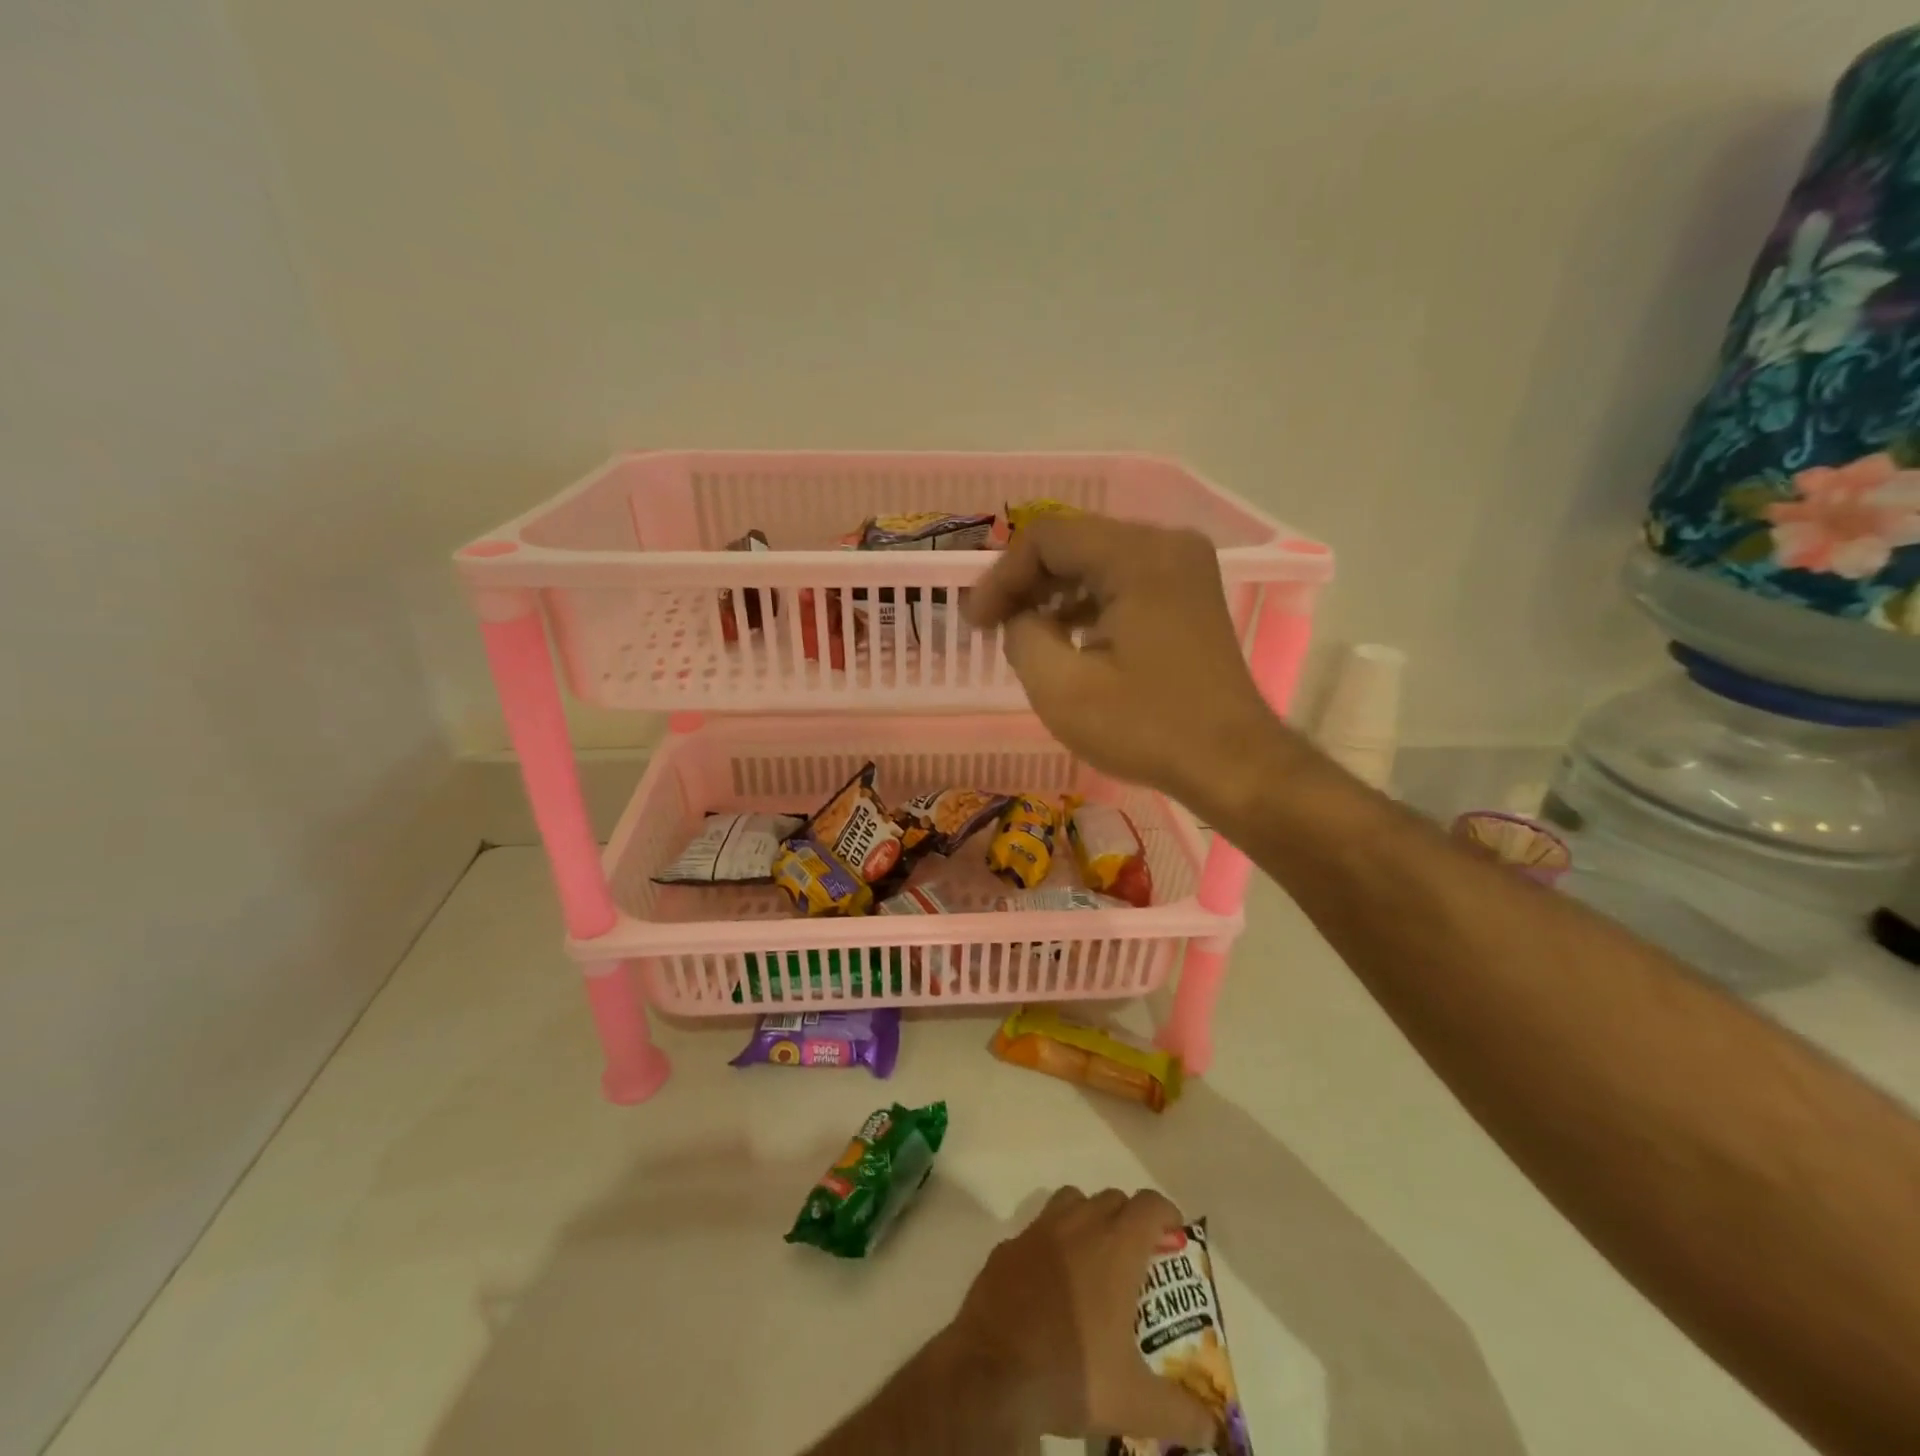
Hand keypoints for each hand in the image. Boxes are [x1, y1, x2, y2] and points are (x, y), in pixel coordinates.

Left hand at [942, 1186, 1216, 1445]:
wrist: (993, 1371)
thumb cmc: (1071, 1373)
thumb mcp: (1136, 1404)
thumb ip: (1181, 1412)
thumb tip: (1209, 1426)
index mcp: (1114, 1247)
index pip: (1149, 1204)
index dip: (1167, 1214)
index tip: (1174, 1237)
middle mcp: (1077, 1225)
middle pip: (1112, 1198)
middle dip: (1129, 1219)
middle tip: (1137, 1260)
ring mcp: (1038, 1230)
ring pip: (1072, 1201)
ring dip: (1089, 1218)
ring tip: (1095, 1260)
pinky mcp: (1008, 1245)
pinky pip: (1038, 1229)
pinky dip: (1051, 1243)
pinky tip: (1052, 1283)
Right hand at [965, 514, 1287, 803]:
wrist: (1233, 764)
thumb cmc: (1147, 727)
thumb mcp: (1062, 689)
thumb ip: (1022, 636)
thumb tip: (1020, 619)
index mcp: (1137, 556)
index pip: (1047, 537)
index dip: (1001, 576)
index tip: (976, 623)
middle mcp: (1166, 544)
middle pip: (1074, 542)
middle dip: (1026, 582)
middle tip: (992, 626)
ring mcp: (1184, 567)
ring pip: (1098, 560)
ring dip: (1055, 593)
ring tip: (1023, 635)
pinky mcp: (1190, 594)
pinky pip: (1125, 580)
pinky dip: (1088, 603)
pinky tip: (1067, 639)